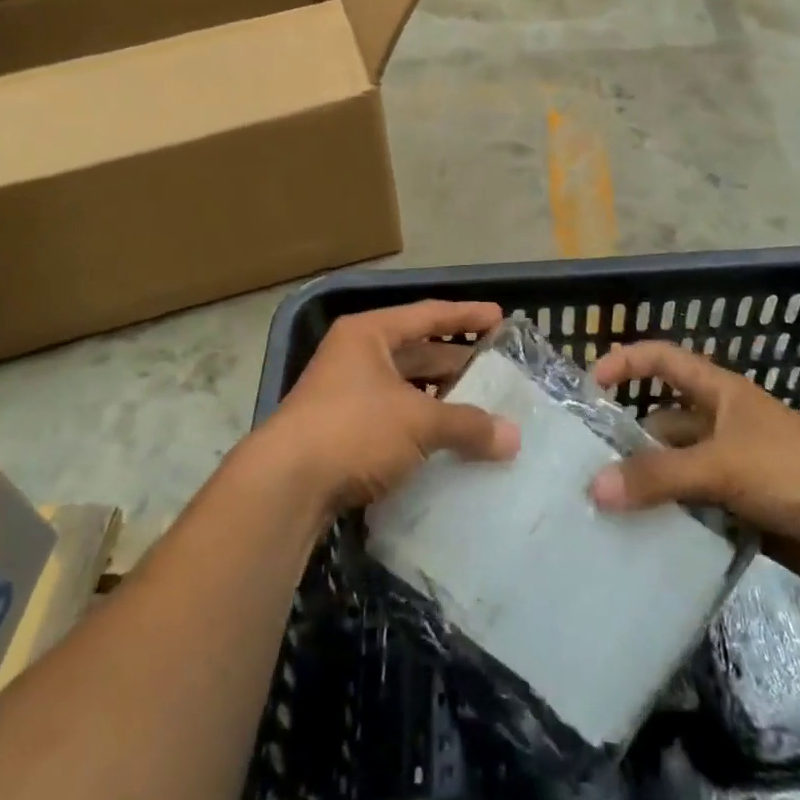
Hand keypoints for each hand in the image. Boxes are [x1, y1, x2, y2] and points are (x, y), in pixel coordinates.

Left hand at [266, 300, 520, 512]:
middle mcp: (355, 355)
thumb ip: (467, 425)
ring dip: (439, 398)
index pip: (427, 314)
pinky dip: (420, 426)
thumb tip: (514, 437)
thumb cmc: (354, 429)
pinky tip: (446, 442)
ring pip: (404, 388)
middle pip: (416, 351)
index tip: (500, 317)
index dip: (466, 315)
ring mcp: (344, 394)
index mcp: (369, 334)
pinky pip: (392, 418)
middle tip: (496, 371)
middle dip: (455, 363)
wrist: (285, 485)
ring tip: (479, 409)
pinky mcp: (340, 431)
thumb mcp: (418, 421)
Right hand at [588, 341, 799, 593]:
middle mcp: (722, 423)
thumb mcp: (721, 466)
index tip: (590, 385)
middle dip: (629, 439)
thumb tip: (594, 489)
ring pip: (677, 468)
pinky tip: (643, 535)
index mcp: (720, 393)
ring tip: (605, 505)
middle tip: (587, 465)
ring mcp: (733, 467)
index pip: (663, 359)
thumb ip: (658, 477)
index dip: (626, 362)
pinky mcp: (743, 508)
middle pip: (664, 422)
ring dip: (649, 484)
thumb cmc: (794, 472)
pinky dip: (671, 517)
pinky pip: (694, 507)